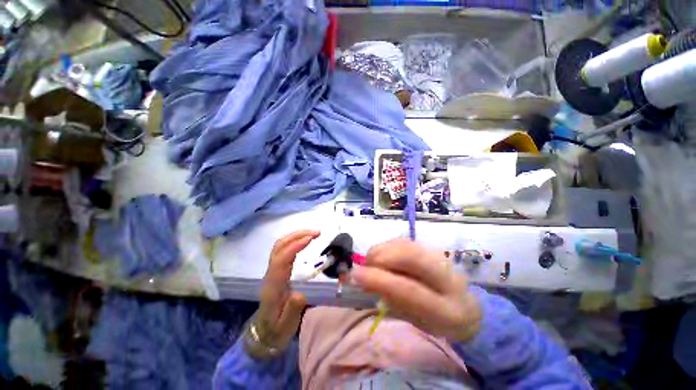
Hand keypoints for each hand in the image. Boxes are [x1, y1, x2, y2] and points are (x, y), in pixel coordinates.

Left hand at [252, 230, 319, 354]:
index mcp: (273, 285)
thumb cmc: (277, 329)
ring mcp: (272, 270)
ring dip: (296, 235)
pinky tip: (305, 241)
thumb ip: (292, 311)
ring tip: (313, 233)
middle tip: (316, 232)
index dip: (295, 246)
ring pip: (280, 246)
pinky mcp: (277, 270)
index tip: (311, 238)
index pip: (282, 259)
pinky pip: (284, 250)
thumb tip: (301, 294)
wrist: (264, 333)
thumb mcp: (285, 326)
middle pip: (279, 247)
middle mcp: (271, 273)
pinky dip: (295, 241)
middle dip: (297, 235)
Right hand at [351, 238, 481, 341]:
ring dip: (381, 251)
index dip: (379, 280)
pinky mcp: (430, 246)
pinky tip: (385, 258)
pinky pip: (402, 241)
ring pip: (404, 244)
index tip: (356, 275)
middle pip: (410, 256)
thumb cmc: (436, 321)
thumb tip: (363, 279)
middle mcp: (448, 277)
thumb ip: (390, 299)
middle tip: (365, 267)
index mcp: (447, 310)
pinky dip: (386, 247)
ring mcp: (440, 257)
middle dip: (380, 257)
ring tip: (374, 265)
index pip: (410, 290)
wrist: (465, 306)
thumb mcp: (414, 321)